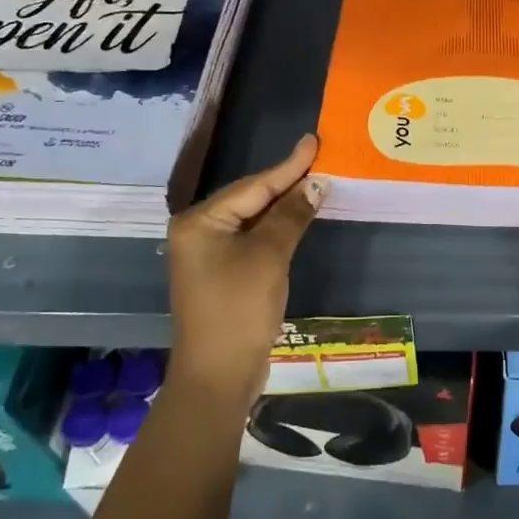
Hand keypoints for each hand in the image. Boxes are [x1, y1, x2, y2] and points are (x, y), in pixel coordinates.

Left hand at [166, 134, 324, 409]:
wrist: (219, 376)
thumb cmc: (239, 309)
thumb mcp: (269, 256)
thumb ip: (291, 215)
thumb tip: (316, 183)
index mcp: (200, 222)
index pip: (252, 186)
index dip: (288, 166)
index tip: (313, 142)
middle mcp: (198, 232)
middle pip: (249, 199)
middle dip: (285, 183)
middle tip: (319, 159)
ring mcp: (208, 254)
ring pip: (252, 219)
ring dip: (283, 205)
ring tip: (314, 182)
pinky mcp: (221, 274)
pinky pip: (252, 239)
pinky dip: (275, 229)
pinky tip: (297, 218)